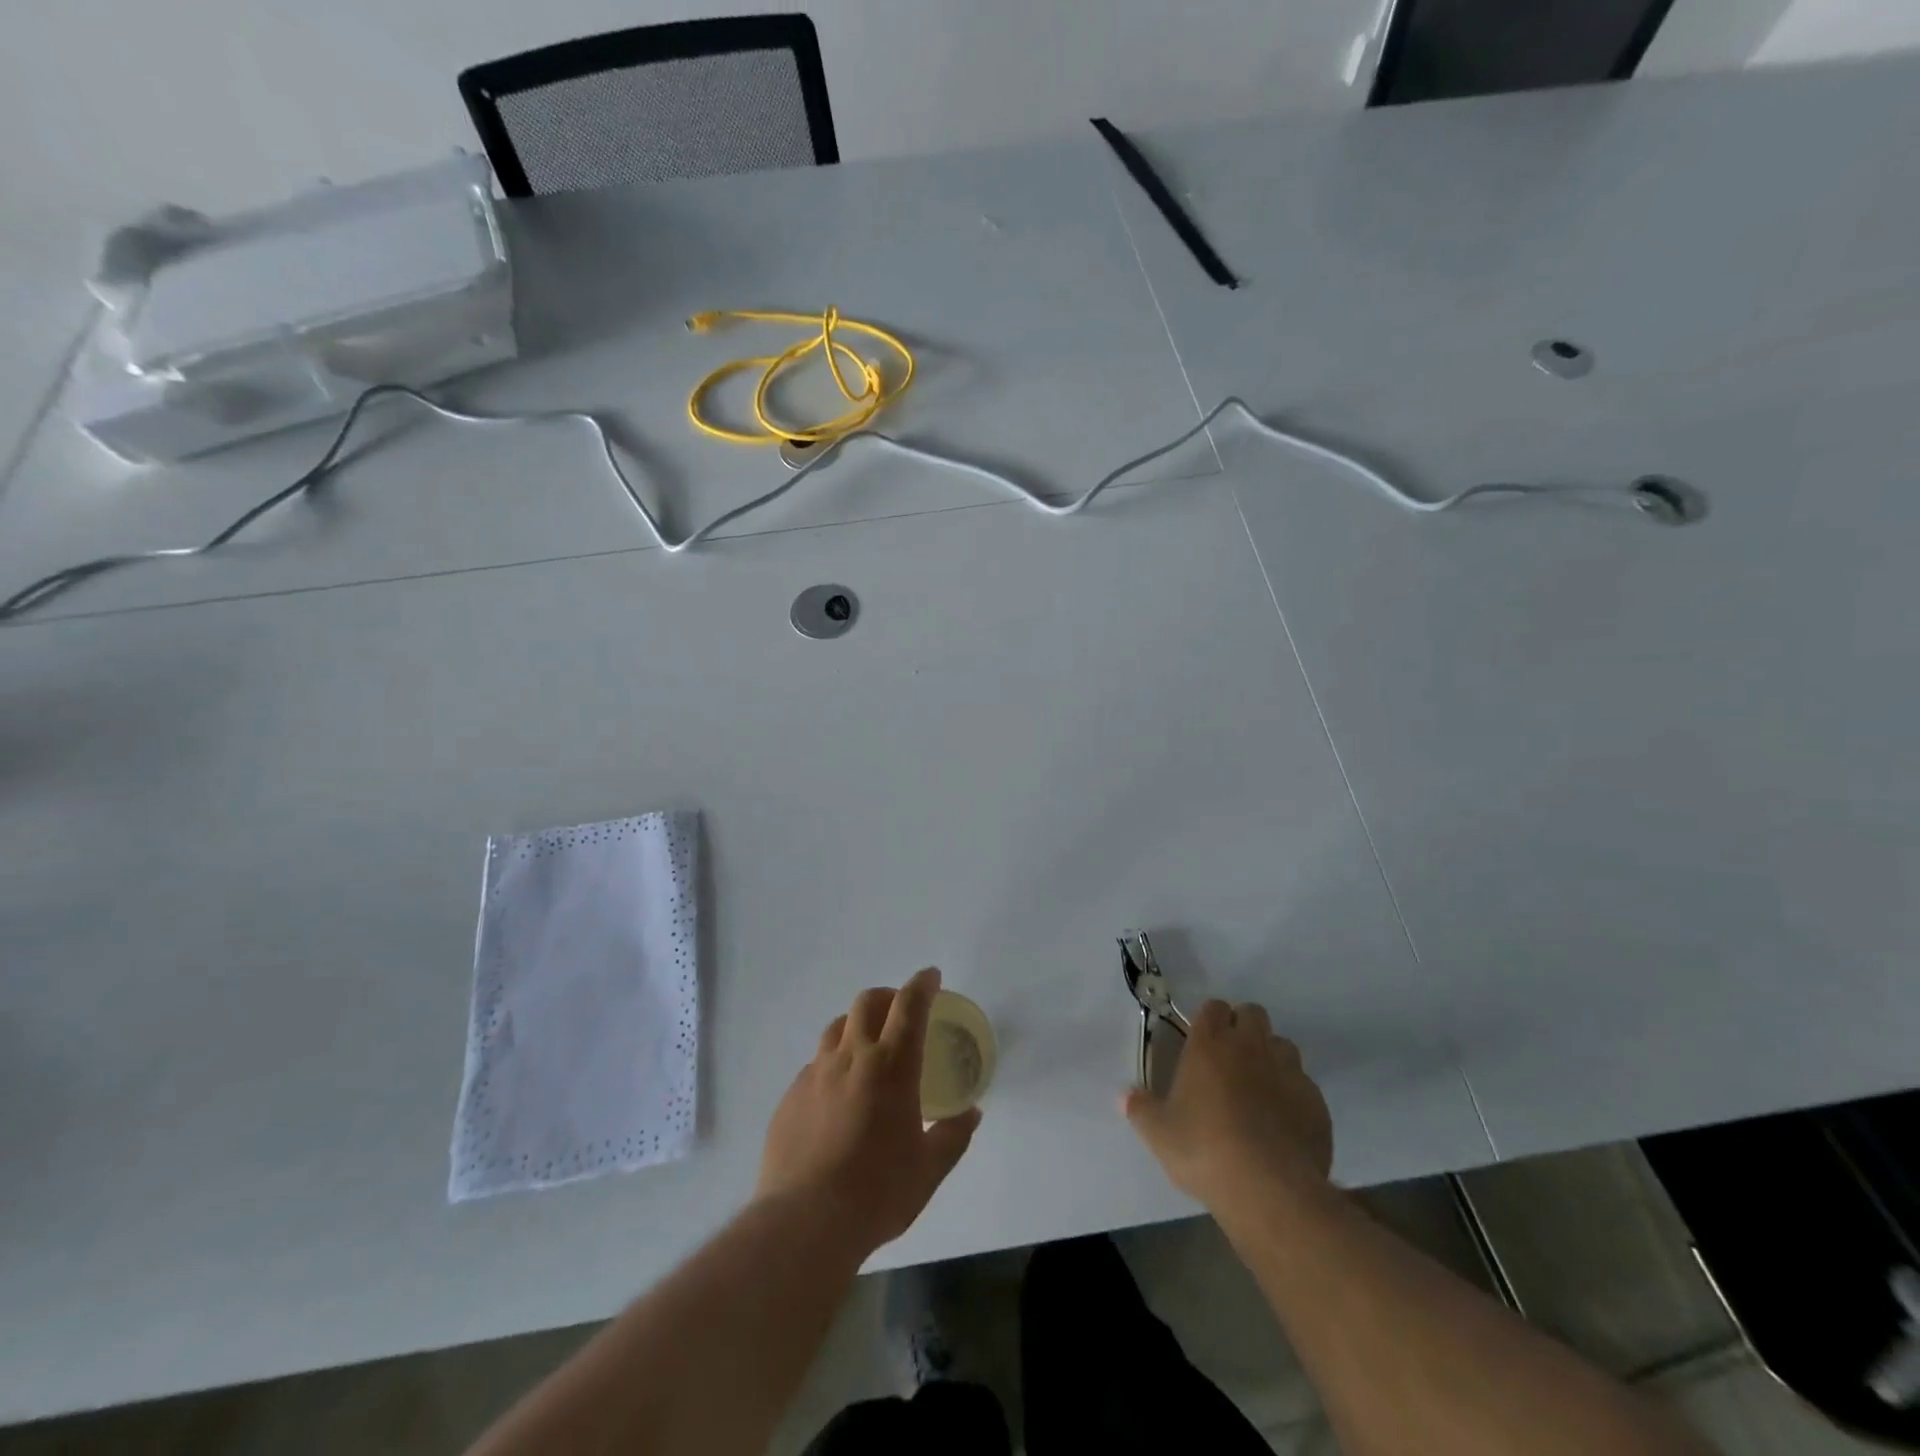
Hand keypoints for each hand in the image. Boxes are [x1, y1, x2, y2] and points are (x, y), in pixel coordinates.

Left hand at [757, 967, 981, 1257]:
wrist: (804, 1221)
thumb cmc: (877, 1192)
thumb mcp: (928, 1169)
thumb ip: (953, 1136)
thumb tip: (971, 1114)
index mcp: (891, 1066)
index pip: (909, 1006)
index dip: (922, 984)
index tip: (931, 977)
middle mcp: (852, 1057)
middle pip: (867, 1002)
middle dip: (888, 996)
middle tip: (900, 1010)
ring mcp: (815, 1073)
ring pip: (836, 1027)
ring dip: (856, 1024)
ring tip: (866, 1047)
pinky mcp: (790, 1096)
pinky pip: (815, 1064)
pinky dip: (832, 1063)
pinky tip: (837, 1094)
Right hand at [1124, 1000, 1332, 1211]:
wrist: (1270, 1189)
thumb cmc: (1204, 1150)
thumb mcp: (1159, 1134)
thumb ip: (1140, 1109)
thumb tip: (1125, 1096)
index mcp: (1210, 1044)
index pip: (1213, 1007)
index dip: (1209, 1020)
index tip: (1202, 1041)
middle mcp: (1250, 1046)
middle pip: (1253, 1014)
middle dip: (1243, 1027)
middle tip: (1231, 1059)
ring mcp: (1288, 1071)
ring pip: (1283, 1045)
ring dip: (1271, 1057)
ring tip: (1260, 1088)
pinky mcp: (1316, 1102)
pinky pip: (1304, 1084)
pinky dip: (1293, 1094)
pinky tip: (1284, 1122)